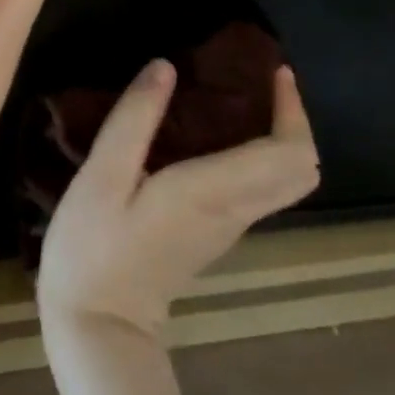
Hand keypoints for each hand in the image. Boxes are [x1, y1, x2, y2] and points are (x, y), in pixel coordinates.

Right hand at [37, 60, 319, 336]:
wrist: (98, 327)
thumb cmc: (94, 248)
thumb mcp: (102, 176)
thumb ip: (135, 118)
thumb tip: (165, 66)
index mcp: (214, 191)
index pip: (289, 153)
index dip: (292, 109)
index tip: (274, 71)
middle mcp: (235, 210)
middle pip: (300, 170)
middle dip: (293, 120)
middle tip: (261, 81)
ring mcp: (228, 228)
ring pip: (282, 181)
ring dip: (276, 137)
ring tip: (237, 97)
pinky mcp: (213, 235)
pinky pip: (257, 189)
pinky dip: (256, 155)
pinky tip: (212, 134)